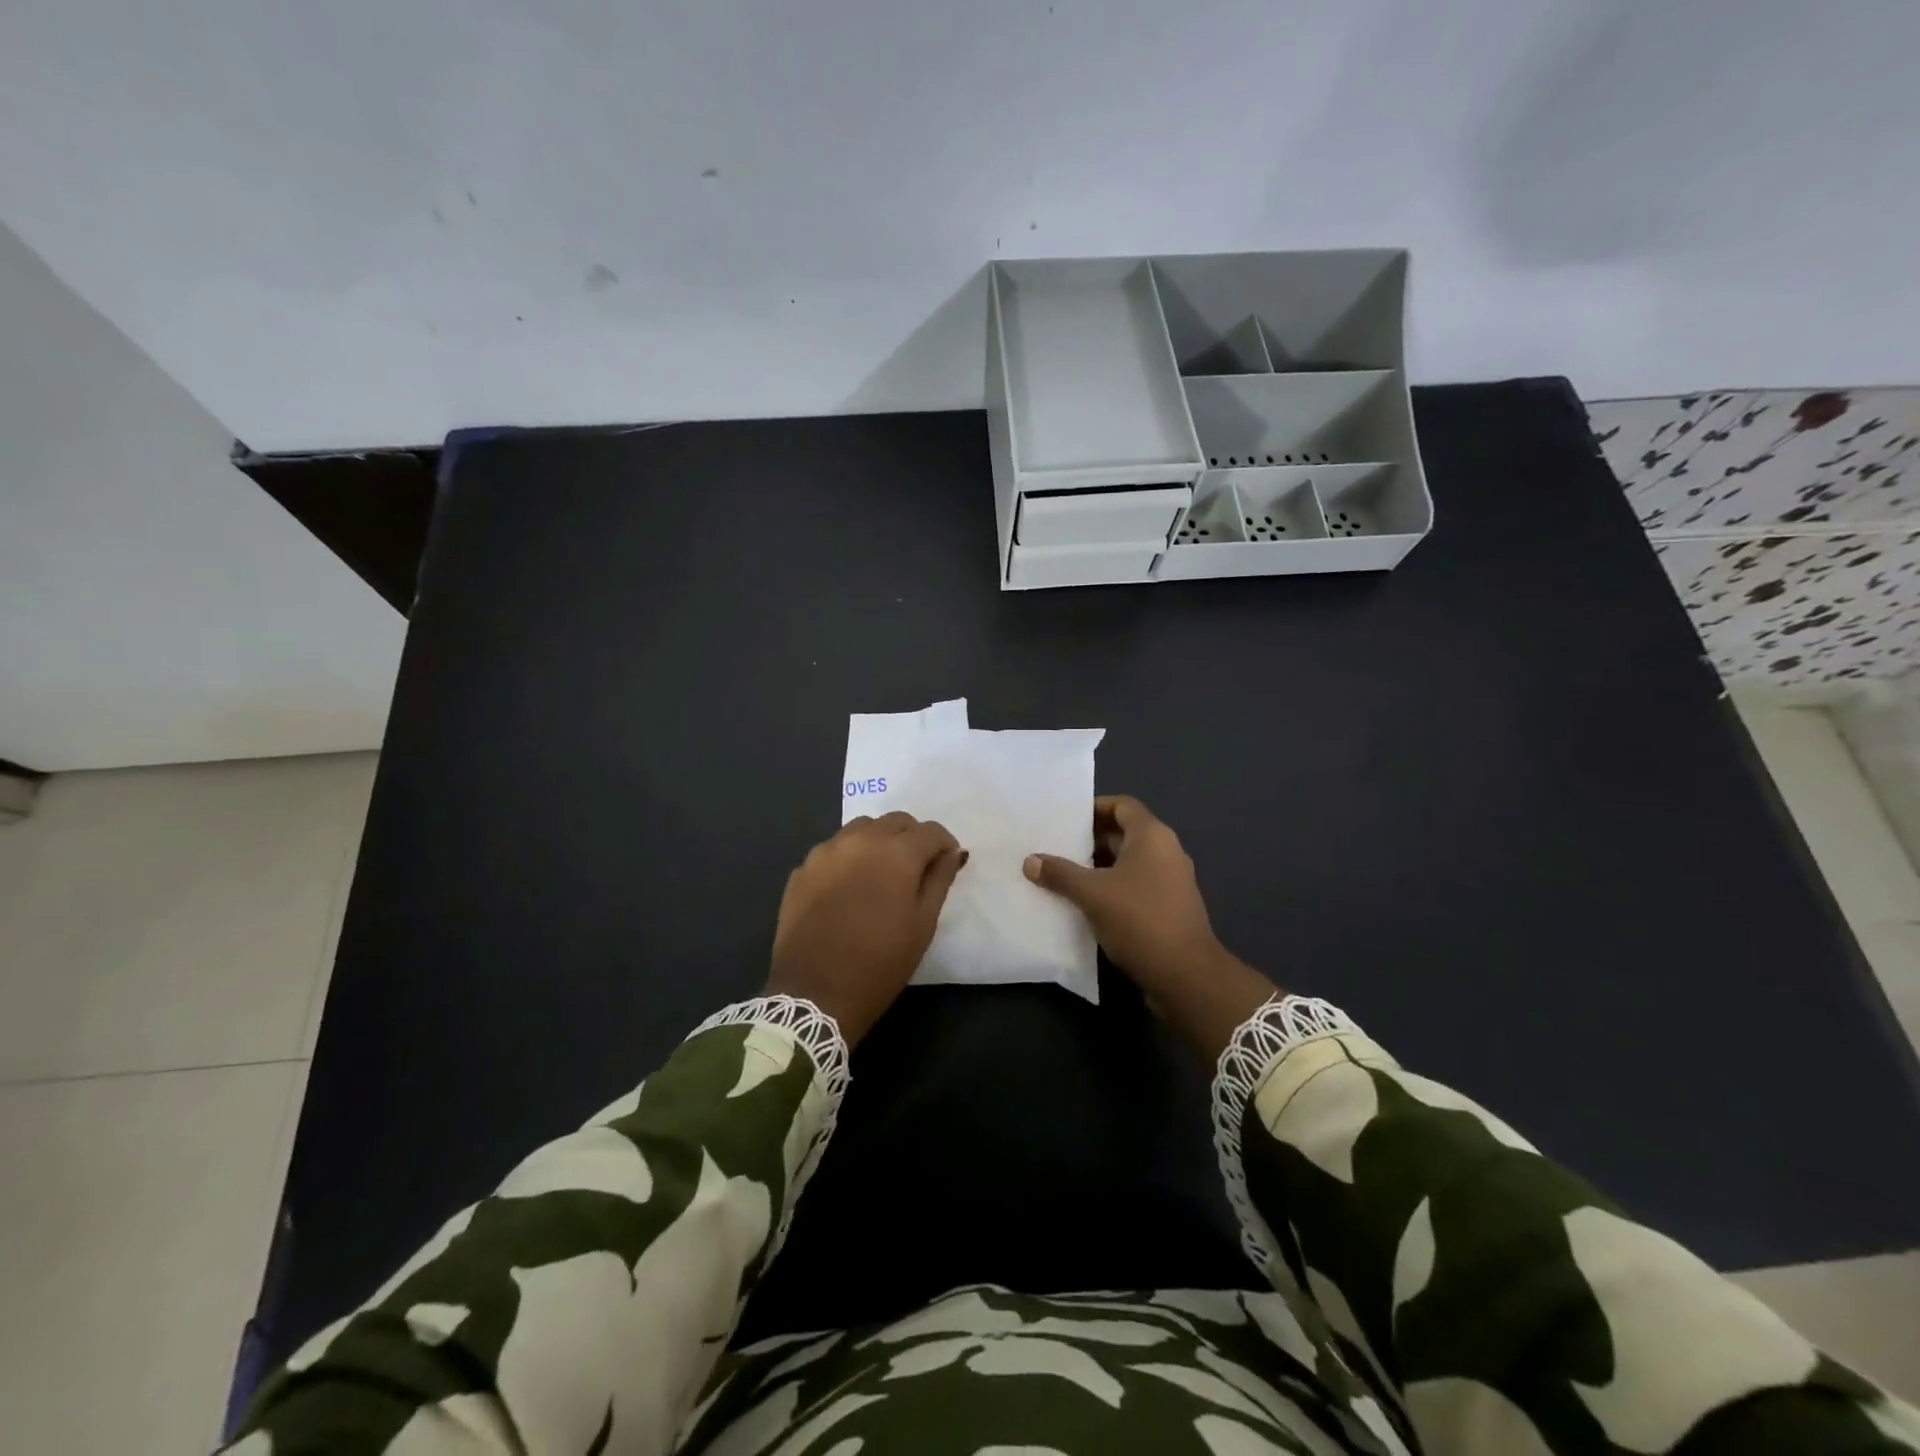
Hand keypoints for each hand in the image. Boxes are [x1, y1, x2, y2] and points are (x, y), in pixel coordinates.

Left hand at [767, 812, 966, 1044]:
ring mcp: (826, 851)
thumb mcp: (922, 925)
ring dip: (878, 841)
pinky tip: (849, 887)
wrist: (814, 994)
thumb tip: (951, 853)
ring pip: (861, 828)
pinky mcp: (802, 869)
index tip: (946, 863)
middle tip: (916, 868)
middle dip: (912, 837)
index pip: (930, 831)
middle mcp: (860, 840)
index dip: (944, 844)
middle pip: (895, 821)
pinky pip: (833, 849)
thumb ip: (939, 880)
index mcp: (896, 853)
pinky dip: (848, 857)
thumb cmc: (880, 963)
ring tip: (880, 873)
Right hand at [1024, 795, 1277, 1059]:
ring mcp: (1171, 881)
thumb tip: (1030, 860)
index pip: (1122, 805)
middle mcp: (1166, 851)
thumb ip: (1060, 873)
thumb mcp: (1092, 894)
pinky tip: (1086, 903)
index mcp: (1152, 836)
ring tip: (1064, 875)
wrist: (1185, 974)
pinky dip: (1112, 888)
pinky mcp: (1170, 907)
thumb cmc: (1139, 919)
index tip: (1066, 818)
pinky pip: (1136, 885)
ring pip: (1129, 862)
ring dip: (1099, 867)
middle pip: (1124, 833)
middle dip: (1091, 840)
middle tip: (1057, 847)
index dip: (1095, 807)